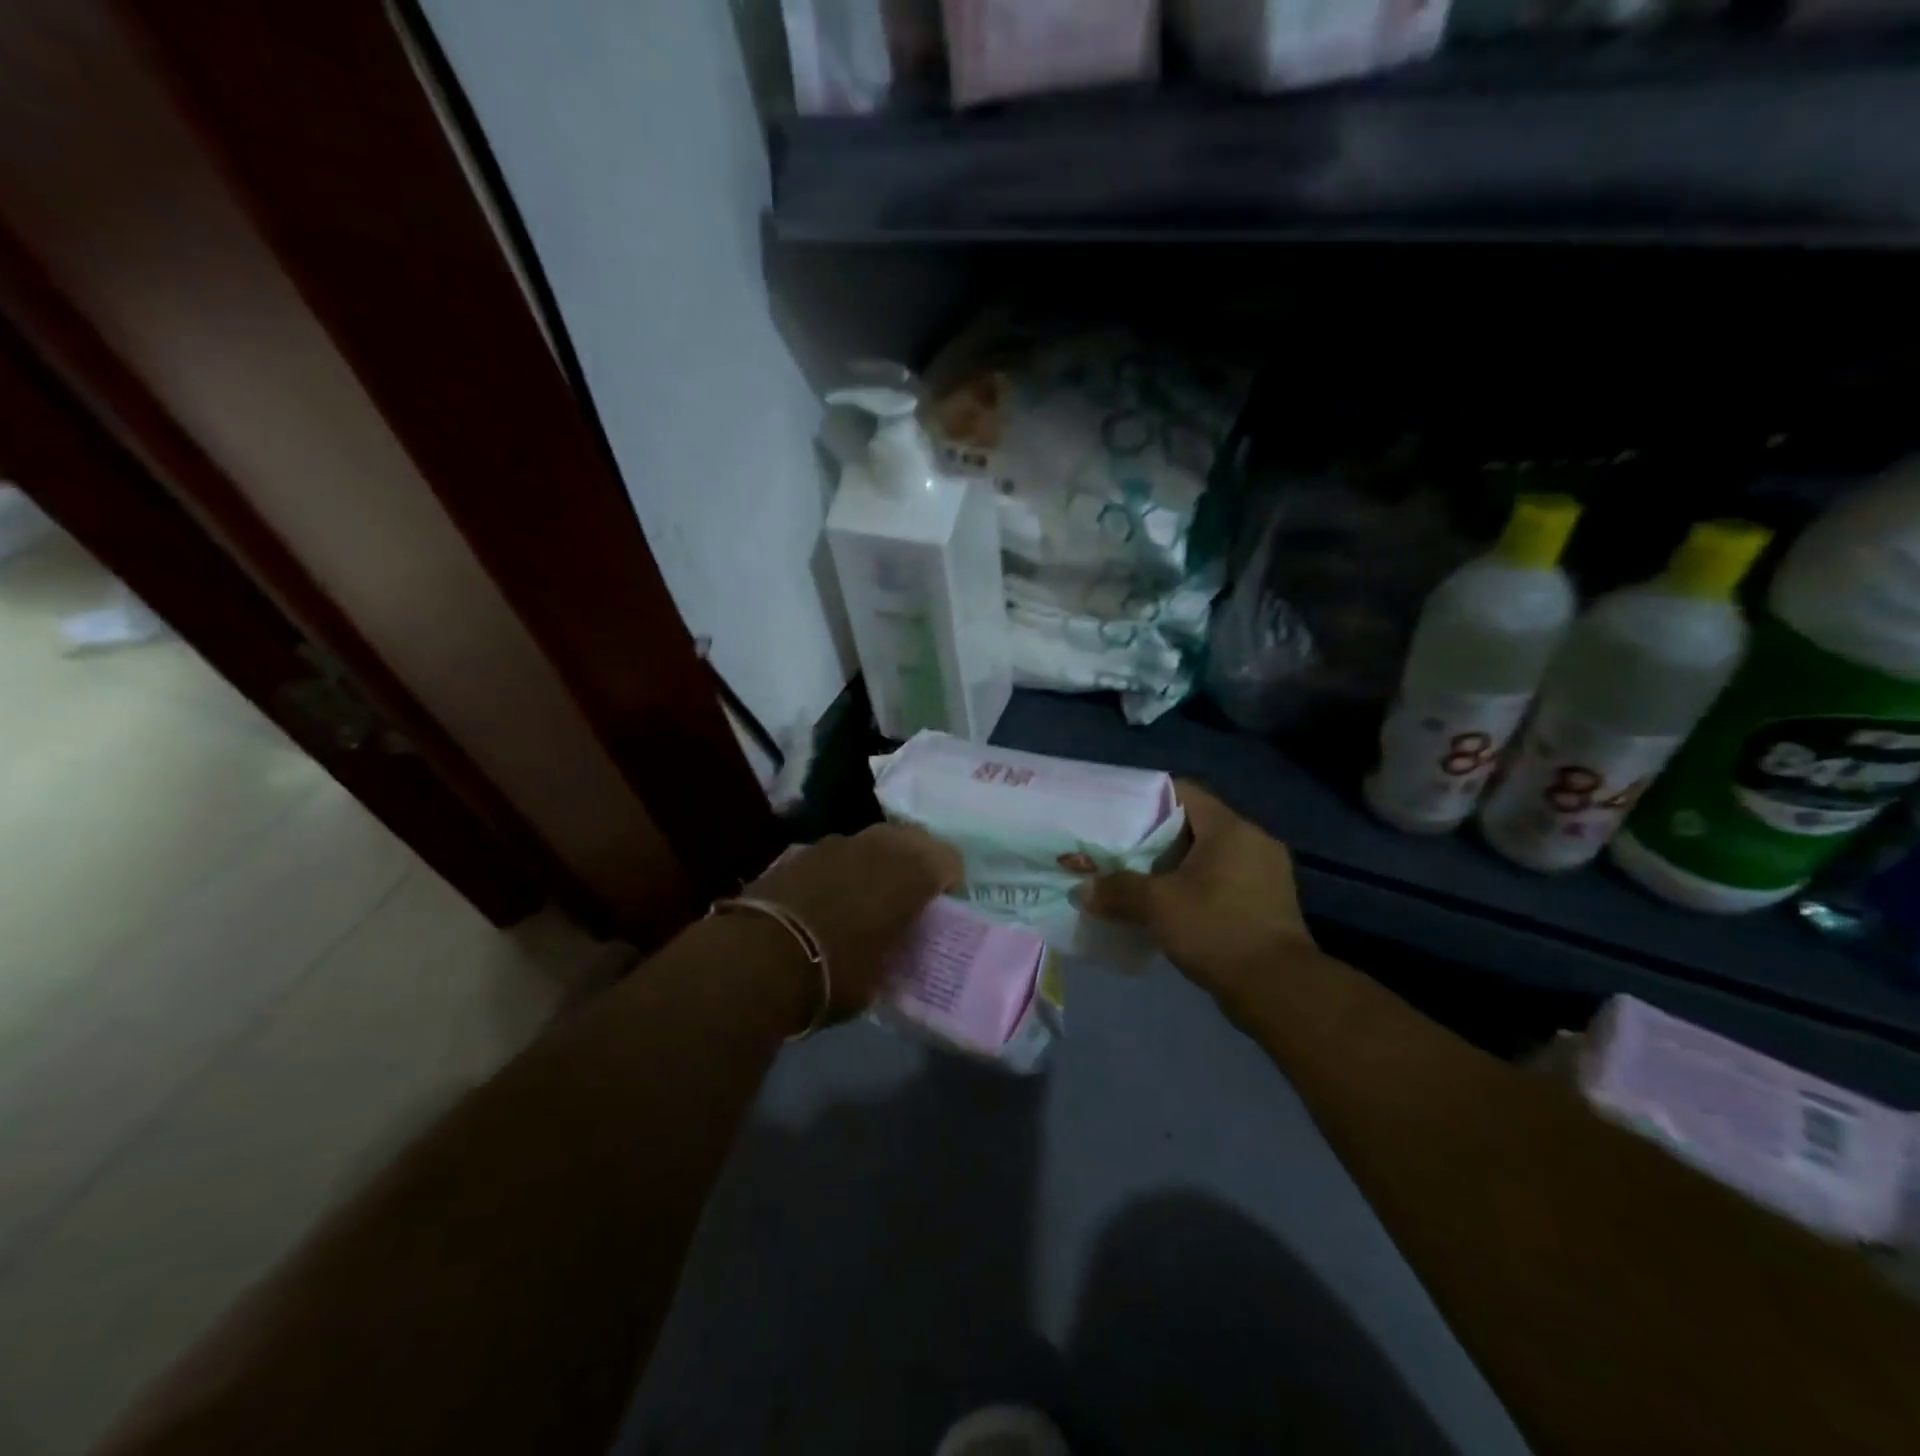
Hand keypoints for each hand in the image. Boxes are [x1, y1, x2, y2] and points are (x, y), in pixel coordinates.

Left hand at [747, 824, 961, 1019]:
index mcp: (910, 873)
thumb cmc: (834, 973)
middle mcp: (878, 846)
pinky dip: (842, 869)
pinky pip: (837, 853)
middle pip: (911, 840)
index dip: (949, 882)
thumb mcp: (882, 977)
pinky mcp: (800, 851)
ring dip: (877, 863)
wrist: (757, 958)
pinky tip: (829, 898)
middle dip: (916, 863)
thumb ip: (898, 951)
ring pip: (872, 842)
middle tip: (910, 897)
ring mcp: (836, 843)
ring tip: (867, 897)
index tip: (942, 909)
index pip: (949, 861)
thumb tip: (896, 946)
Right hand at [1082, 781, 1315, 1005]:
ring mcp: (1267, 873)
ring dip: (1177, 866)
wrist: (1279, 990)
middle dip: (1158, 838)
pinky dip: (1198, 887)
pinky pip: (1225, 881)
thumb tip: (1083, 889)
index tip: (1118, 815)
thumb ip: (1117, 890)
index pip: (1184, 792)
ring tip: (1142, 880)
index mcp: (1230, 828)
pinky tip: (1174, 907)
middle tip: (1123, 851)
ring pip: (1210, 856)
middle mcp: (1254, 841)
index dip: (1148, 798)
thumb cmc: (1217, 930)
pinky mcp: (1270, 903)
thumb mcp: (1157, 906)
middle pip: (1196, 824)